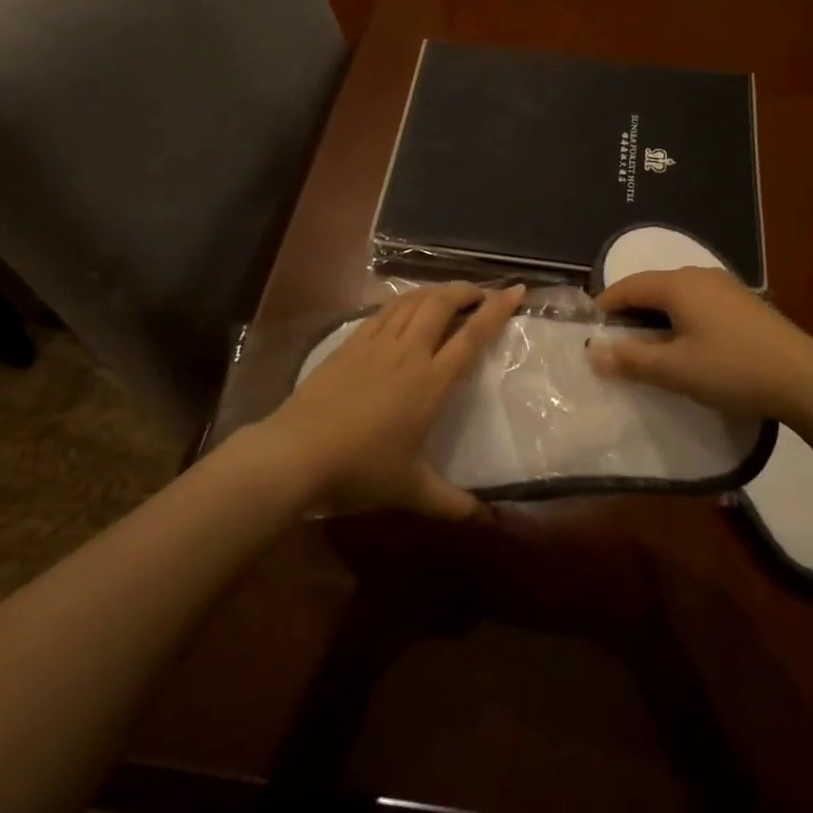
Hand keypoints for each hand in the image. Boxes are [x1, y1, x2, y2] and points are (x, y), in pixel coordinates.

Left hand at [263, 282, 524, 519]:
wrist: (296, 452)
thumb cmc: (361, 469)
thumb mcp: (412, 490)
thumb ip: (452, 503)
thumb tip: (486, 521)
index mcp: (430, 383)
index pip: (471, 337)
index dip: (496, 311)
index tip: (516, 291)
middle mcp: (407, 354)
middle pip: (440, 305)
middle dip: (464, 291)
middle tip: (480, 293)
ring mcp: (374, 344)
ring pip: (411, 302)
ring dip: (434, 291)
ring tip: (448, 294)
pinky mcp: (349, 344)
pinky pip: (383, 311)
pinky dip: (402, 301)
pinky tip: (404, 307)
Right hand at [587, 267, 812, 421]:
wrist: (807, 381)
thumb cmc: (732, 370)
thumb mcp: (675, 370)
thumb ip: (630, 359)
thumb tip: (592, 352)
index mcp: (678, 284)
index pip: (627, 287)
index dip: (604, 306)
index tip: (588, 331)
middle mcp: (700, 275)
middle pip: (651, 287)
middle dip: (629, 311)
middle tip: (614, 342)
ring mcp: (726, 287)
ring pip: (676, 295)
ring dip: (655, 316)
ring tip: (646, 346)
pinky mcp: (745, 304)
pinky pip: (698, 303)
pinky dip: (680, 319)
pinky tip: (686, 345)